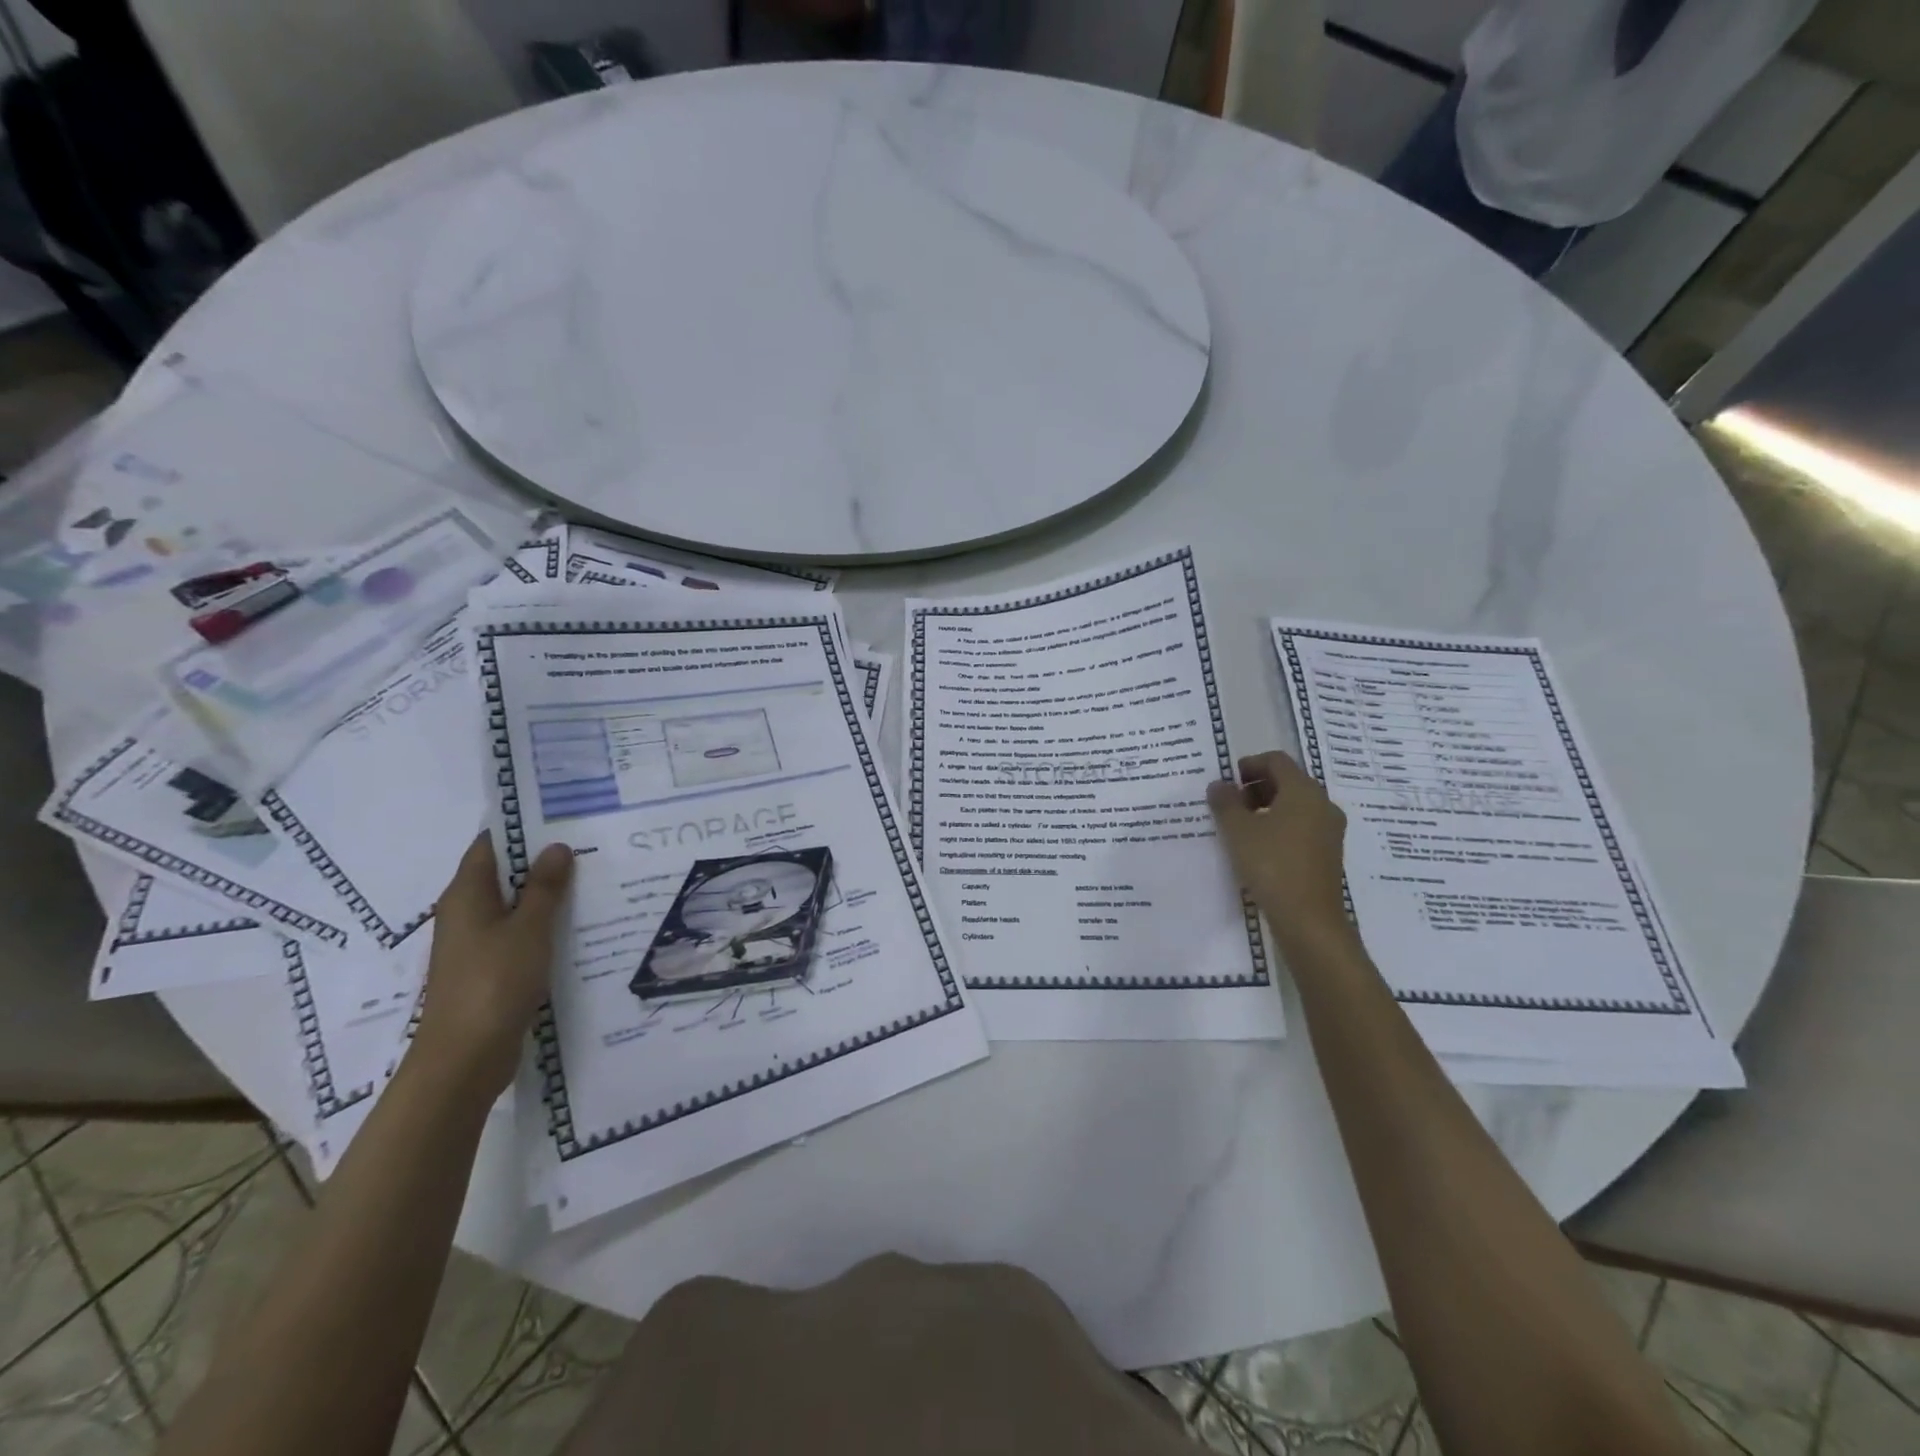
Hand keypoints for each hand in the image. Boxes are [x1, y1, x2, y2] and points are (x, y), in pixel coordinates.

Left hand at [412, 835, 573, 1096]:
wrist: (464, 1058)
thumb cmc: (494, 983)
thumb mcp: (529, 928)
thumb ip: (545, 888)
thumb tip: (557, 846)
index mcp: (466, 895)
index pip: (490, 845)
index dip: (522, 828)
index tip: (562, 816)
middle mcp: (464, 914)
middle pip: (502, 875)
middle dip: (541, 861)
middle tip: (589, 846)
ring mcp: (473, 945)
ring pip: (512, 907)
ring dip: (545, 895)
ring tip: (592, 881)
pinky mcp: (486, 970)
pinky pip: (516, 935)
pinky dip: (542, 926)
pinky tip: (576, 926)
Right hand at [1207, 751, 1351, 947]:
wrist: (1308, 919)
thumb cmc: (1271, 865)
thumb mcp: (1237, 830)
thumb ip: (1225, 802)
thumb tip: (1219, 785)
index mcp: (1304, 791)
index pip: (1276, 761)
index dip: (1249, 764)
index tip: (1227, 781)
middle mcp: (1322, 805)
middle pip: (1288, 781)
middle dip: (1256, 787)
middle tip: (1229, 804)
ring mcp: (1329, 831)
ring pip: (1295, 806)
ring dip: (1266, 808)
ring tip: (1240, 827)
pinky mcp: (1327, 854)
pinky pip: (1301, 827)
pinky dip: (1278, 827)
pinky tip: (1258, 848)